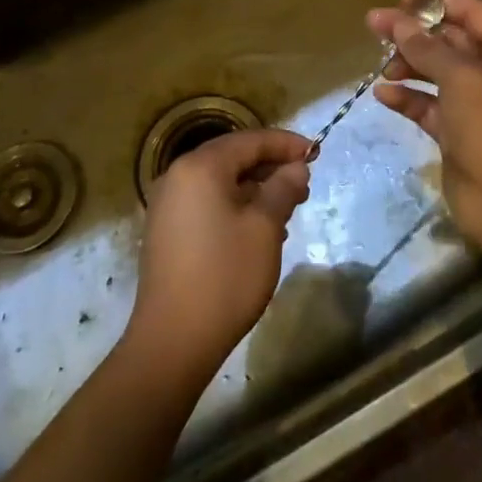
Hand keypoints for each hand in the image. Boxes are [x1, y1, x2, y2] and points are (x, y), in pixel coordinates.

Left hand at [127, 129, 311, 383]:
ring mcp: (167, 204)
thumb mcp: (265, 227)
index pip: (250, 140)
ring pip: (220, 181)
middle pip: (232, 157)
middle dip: (270, 166)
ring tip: (286, 208)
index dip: (285, 143)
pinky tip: (258, 228)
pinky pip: (206, 202)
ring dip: (254, 188)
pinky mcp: (166, 230)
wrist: (173, 341)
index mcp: (200, 167)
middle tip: (304, 183)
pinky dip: (234, 205)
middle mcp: (178, 176)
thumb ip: (283, 188)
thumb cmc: (225, 276)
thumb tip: (296, 166)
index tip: (315, 152)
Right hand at [368, 0, 481, 249]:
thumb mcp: (459, 75)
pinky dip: (408, 98)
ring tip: (381, 65)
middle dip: (415, 33)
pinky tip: (383, 95)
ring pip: (437, 73)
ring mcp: (476, 105)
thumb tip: (396, 21)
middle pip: (451, 41)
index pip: (472, 11)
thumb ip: (425, 45)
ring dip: (409, 65)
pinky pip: (429, 106)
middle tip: (376, 24)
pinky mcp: (458, 134)